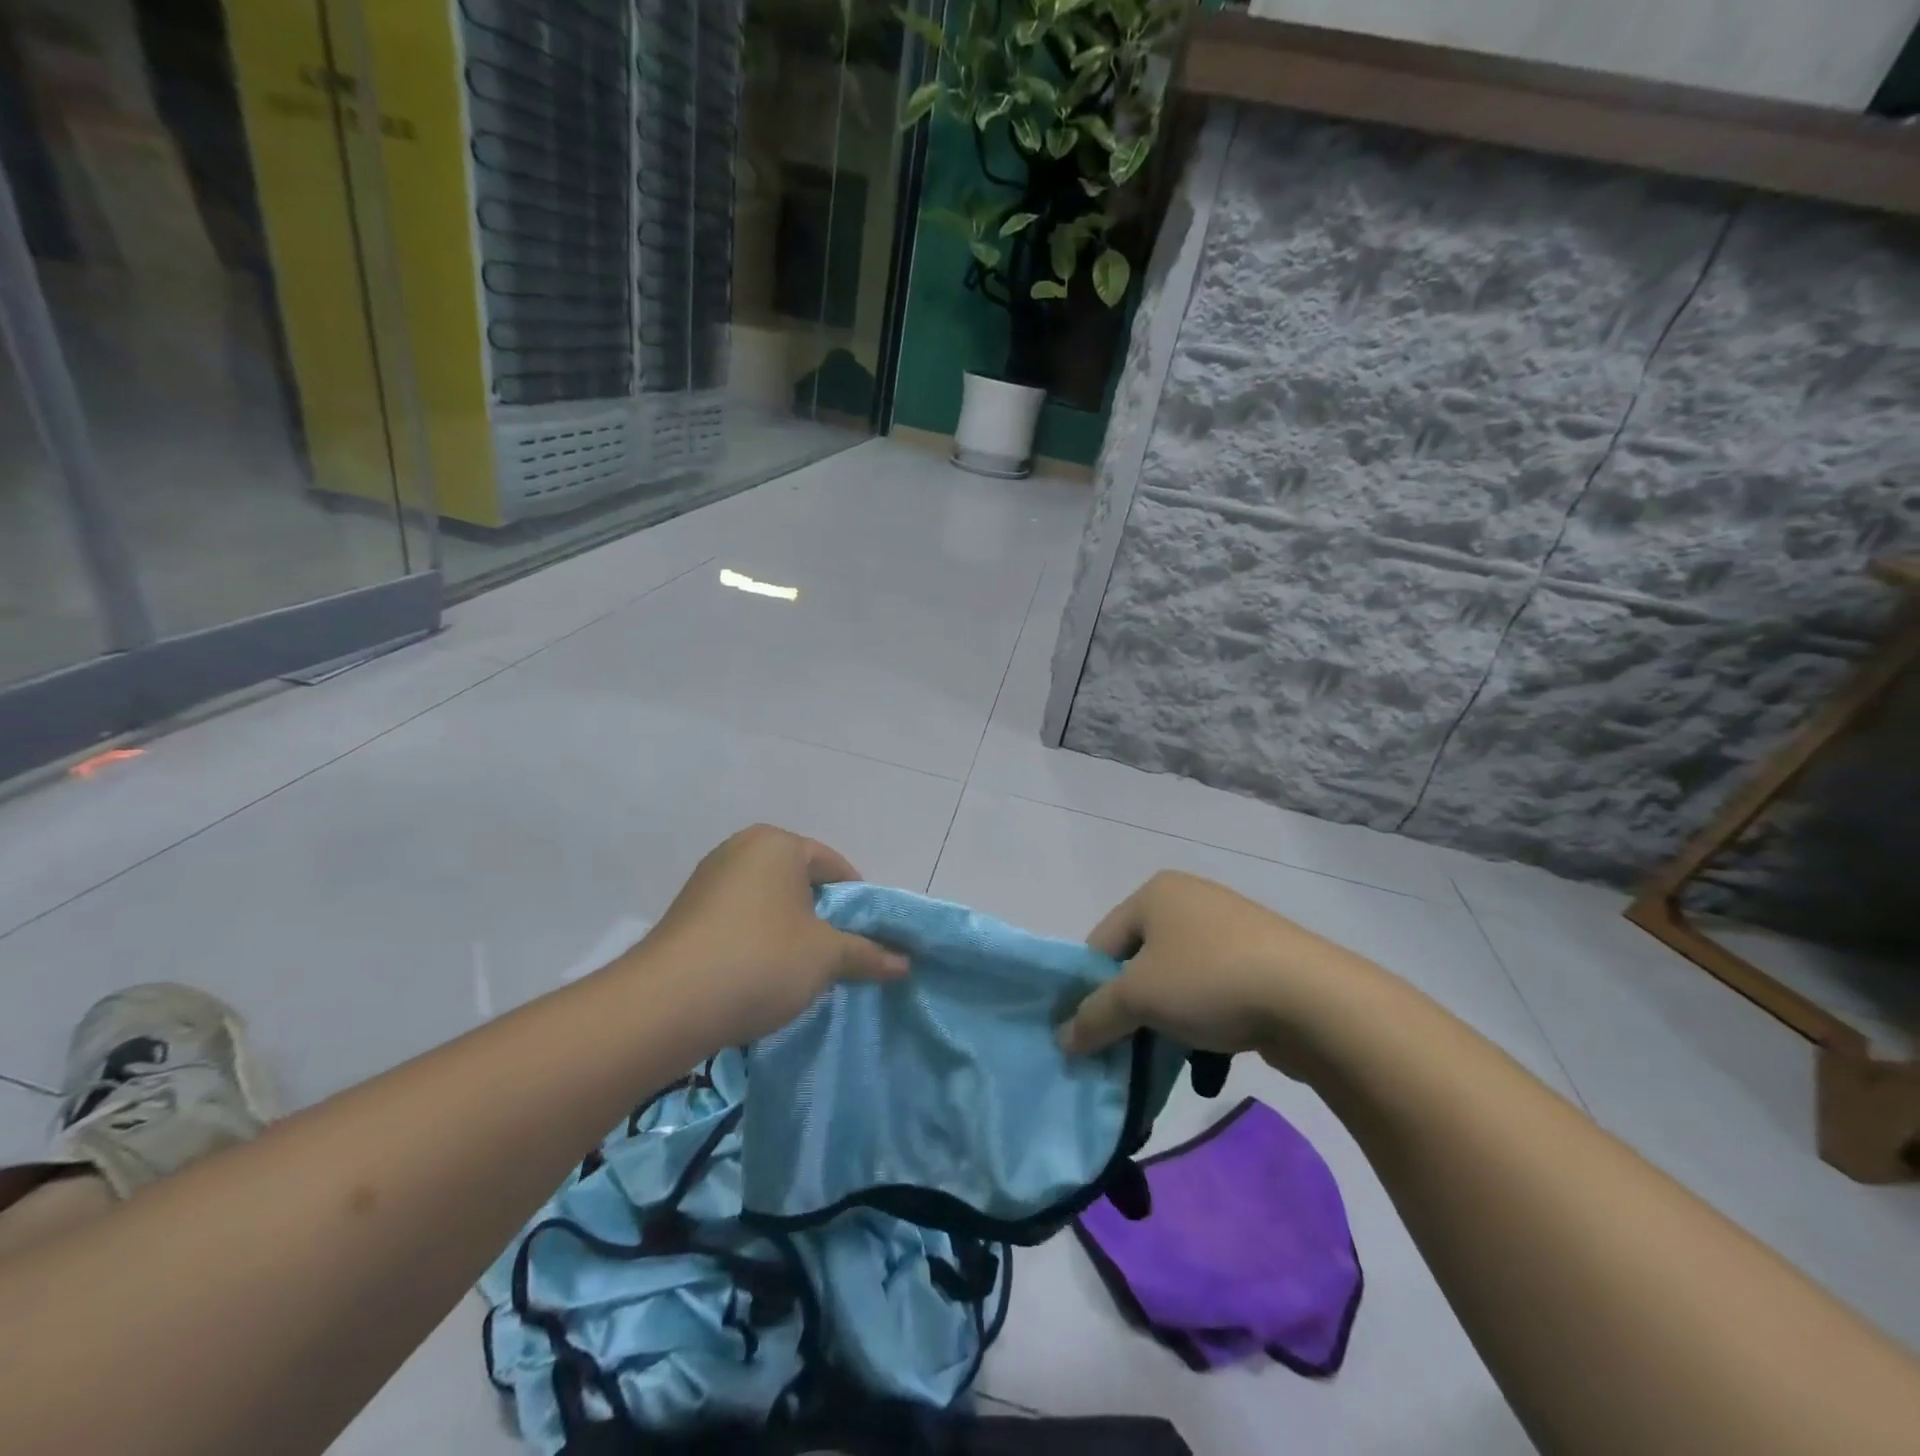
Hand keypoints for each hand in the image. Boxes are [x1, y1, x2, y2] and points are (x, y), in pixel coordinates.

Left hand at [640, 825, 907, 1045]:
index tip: (867, 937)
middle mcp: (740, 849)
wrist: (666, 1004)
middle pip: (800, 881)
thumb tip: (905, 963)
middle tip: (838, 955)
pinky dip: (758, 940)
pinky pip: (739, 918)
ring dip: (790, 931)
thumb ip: (868, 954)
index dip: (858, 902)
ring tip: (800, 971)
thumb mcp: (826, 957)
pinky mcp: (687, 912)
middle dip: (823, 917)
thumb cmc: (761, 961)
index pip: (834, 865)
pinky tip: (760, 975)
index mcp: (777, 843)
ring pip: (769, 902)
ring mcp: (708, 879)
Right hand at [1057, 870, 1387, 1068]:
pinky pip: (1212, 991)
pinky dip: (1201, 1020)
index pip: (1100, 943)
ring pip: (1176, 981)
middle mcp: (1191, 900)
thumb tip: (1062, 1039)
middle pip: (1138, 962)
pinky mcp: (1262, 961)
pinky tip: (1207, 1054)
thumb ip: (1094, 1016)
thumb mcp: (1138, 997)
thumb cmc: (1210, 980)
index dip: (1087, 990)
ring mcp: (1230, 929)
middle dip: (1127, 1008)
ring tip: (1164, 1058)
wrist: (1315, 1000)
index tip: (1087, 1034)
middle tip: (1120, 1050)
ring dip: (1164, 1020)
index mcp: (1156, 893)